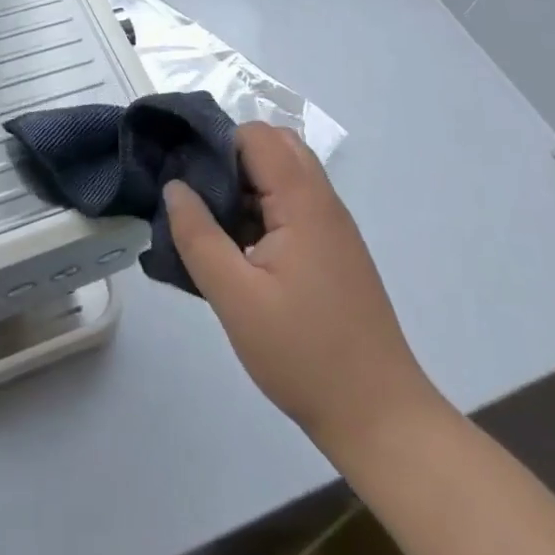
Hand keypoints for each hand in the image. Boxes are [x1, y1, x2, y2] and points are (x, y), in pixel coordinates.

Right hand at [165, 123, 441, 464]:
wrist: (380, 419)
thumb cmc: (303, 354)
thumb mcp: (234, 297)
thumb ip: (197, 235)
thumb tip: (174, 186)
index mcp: (303, 202)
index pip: (256, 135)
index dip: (216, 142)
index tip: (181, 171)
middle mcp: (323, 202)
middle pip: (274, 146)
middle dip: (229, 157)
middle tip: (195, 193)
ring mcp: (332, 228)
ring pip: (283, 176)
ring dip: (244, 186)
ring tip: (208, 223)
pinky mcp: (332, 252)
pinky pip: (291, 206)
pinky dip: (260, 210)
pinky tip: (235, 250)